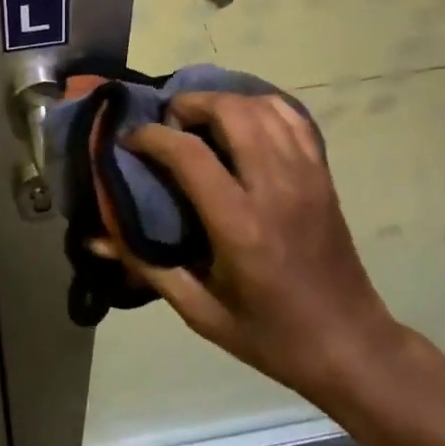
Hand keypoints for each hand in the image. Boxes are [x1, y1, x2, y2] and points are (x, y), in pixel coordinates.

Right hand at [116, 93, 412, 411]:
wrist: (349, 344)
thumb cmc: (269, 333)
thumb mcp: (200, 312)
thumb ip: (146, 267)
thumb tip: (95, 239)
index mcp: (240, 225)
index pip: (188, 153)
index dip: (151, 136)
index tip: (129, 139)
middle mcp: (274, 188)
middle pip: (230, 112)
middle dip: (190, 104)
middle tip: (168, 122)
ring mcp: (305, 175)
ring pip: (262, 107)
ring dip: (224, 101)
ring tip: (200, 120)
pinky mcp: (322, 174)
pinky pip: (293, 118)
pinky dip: (262, 106)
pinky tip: (243, 120)